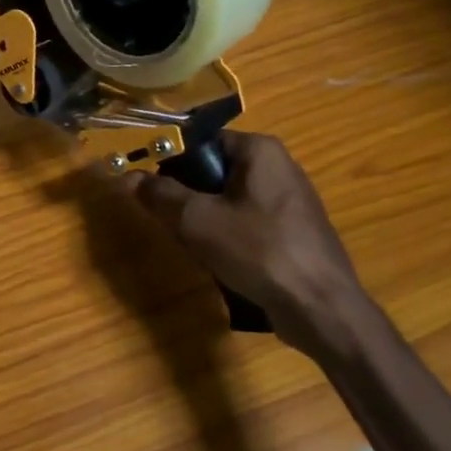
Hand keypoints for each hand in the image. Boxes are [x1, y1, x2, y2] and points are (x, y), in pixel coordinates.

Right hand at [119, 131, 375, 360]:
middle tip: (171, 223)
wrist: (322, 309)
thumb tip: (128, 177)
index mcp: (260, 150)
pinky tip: (221, 262)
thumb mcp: (198, 221)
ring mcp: (290, 201)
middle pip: (213, 171)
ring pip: (228, 200)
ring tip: (194, 246)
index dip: (170, 162)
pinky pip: (248, 222)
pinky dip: (228, 237)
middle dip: (187, 197)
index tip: (150, 189)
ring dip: (205, 220)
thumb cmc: (259, 250)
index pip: (201, 141)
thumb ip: (160, 195)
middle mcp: (279, 166)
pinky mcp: (294, 232)